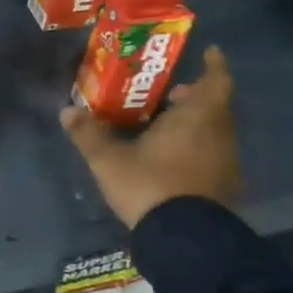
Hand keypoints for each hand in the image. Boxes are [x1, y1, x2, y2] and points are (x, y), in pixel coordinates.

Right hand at [61, 45, 241, 229]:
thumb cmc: (150, 184)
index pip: (216, 82)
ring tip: (164, 126)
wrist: (184, 240)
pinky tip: (172, 159)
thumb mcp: (108, 159)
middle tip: (170, 94)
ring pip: (214, 133)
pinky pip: (212, 156)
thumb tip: (67, 111)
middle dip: (195, 97)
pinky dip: (197, 149)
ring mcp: (226, 164)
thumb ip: (89, 133)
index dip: (214, 66)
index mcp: (197, 118)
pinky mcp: (224, 189)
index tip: (211, 52)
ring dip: (195, 124)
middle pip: (214, 107)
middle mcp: (219, 135)